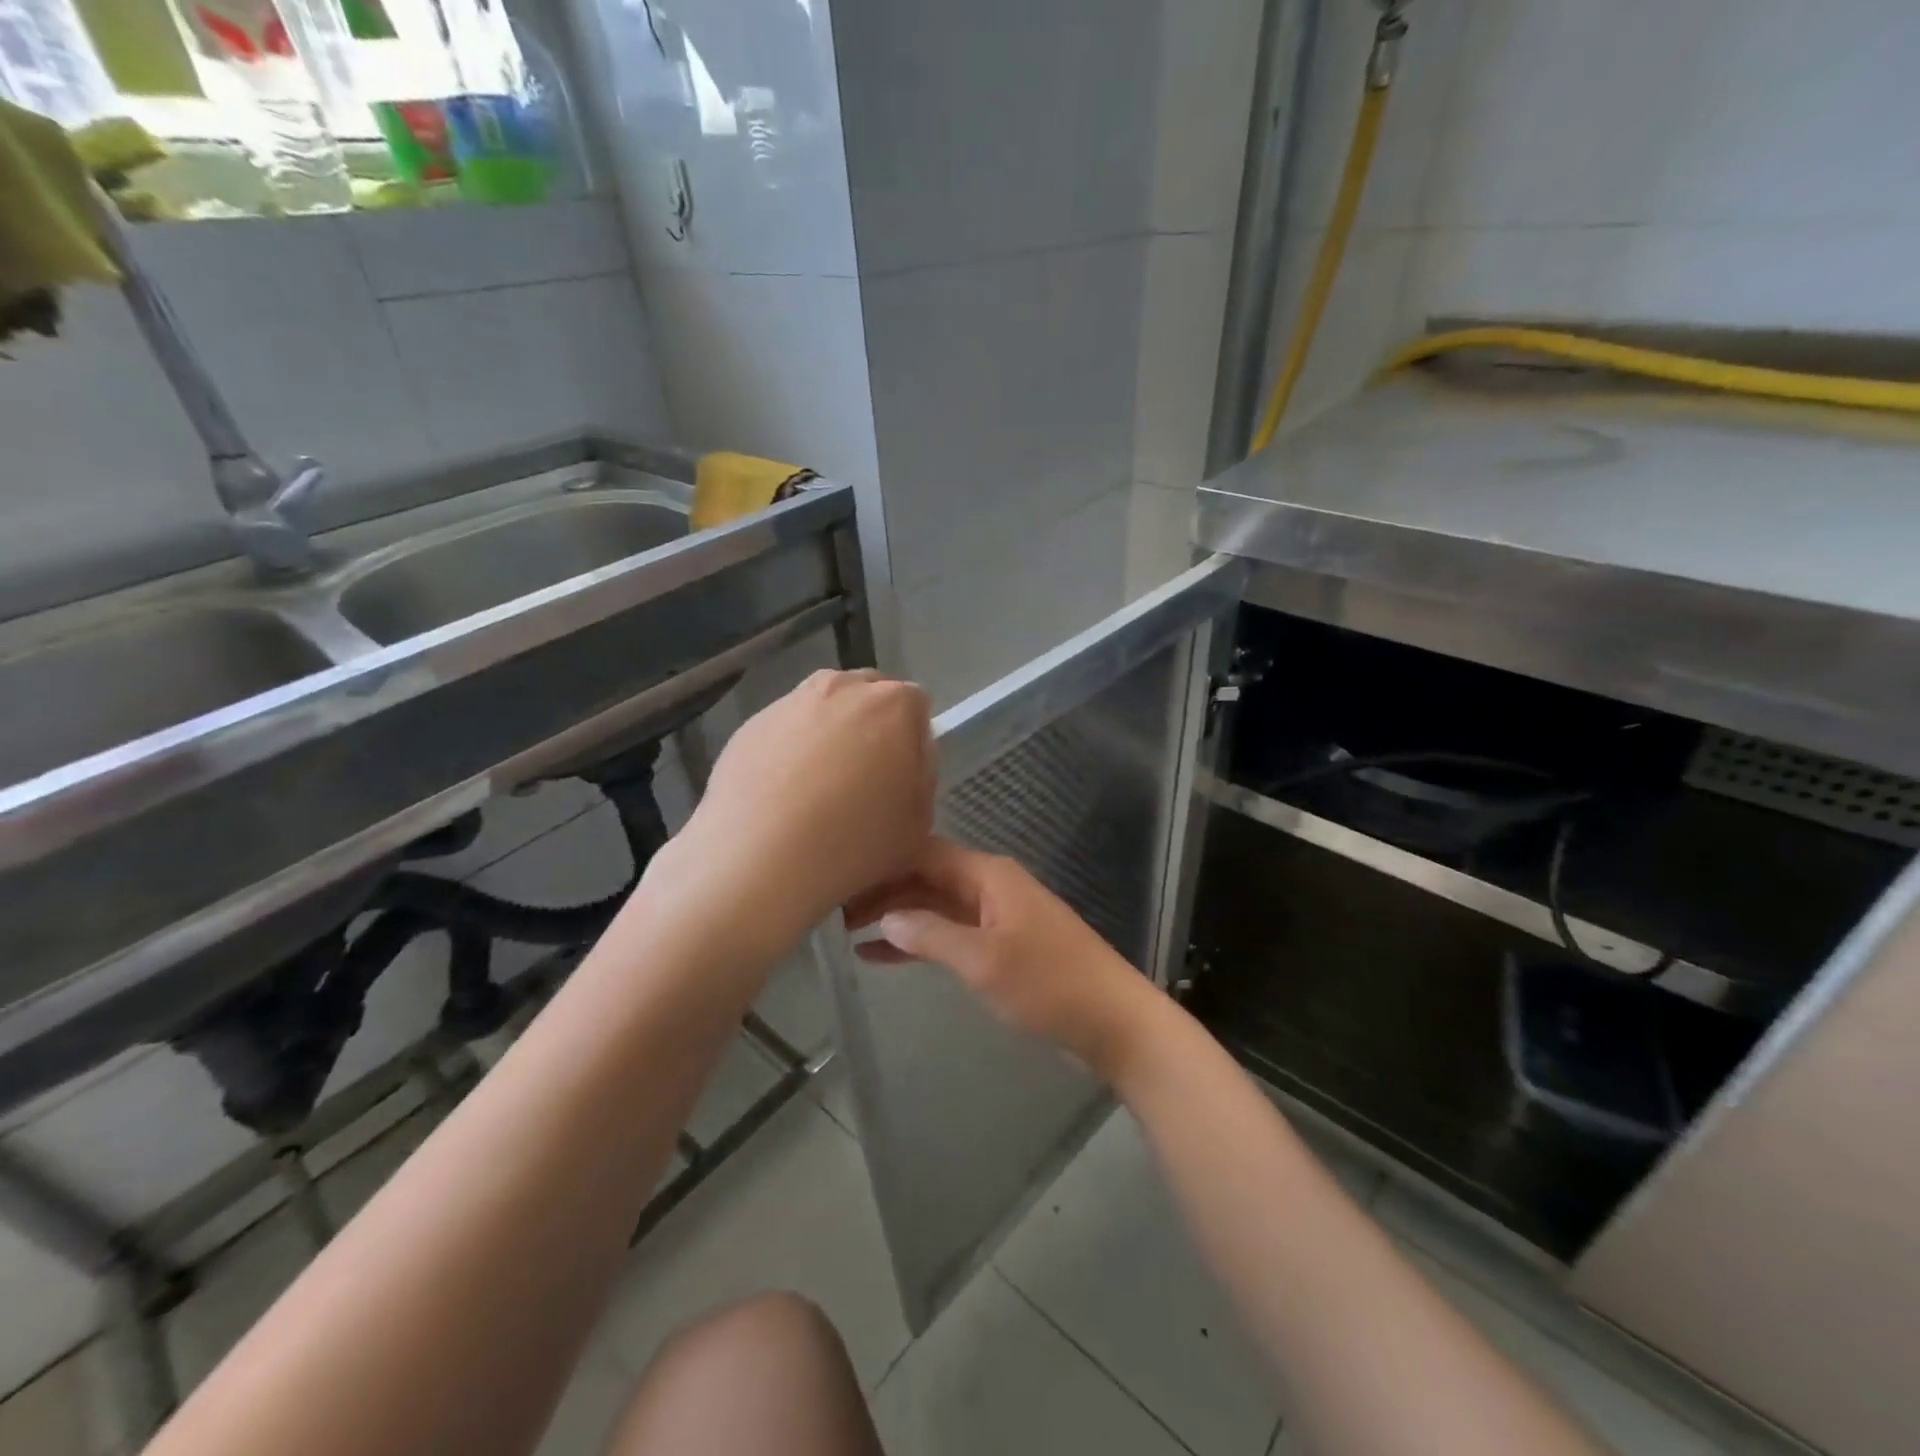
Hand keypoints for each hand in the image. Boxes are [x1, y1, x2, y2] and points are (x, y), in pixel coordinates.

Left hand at [661, 670, 934, 943]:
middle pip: (869, 696)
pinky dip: (790, 750)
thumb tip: (906, 757)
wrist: (758, 858)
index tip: (901, 779)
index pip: (918, 707)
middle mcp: (843, 688)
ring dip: (831, 735)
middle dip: (873, 727)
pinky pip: (786, 729)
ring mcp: (792, 702)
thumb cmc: (853, 843)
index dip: (913, 743)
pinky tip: (782, 794)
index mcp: (894, 704)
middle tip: (864, 780)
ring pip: (825, 709)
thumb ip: (922, 776)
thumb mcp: (919, 823)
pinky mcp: (751, 724)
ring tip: (818, 789)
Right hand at [847, 838, 1162, 1081]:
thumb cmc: (1050, 985)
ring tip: (848, 931)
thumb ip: (932, 934)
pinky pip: (951, 931)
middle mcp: (991, 884)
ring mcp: (997, 914)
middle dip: (884, 890)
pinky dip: (920, 940)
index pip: (924, 853)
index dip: (883, 864)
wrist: (1114, 1021)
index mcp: (989, 875)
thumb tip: (885, 915)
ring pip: (936, 905)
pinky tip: (883, 954)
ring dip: (898, 916)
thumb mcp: (984, 960)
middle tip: (835, 909)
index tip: (840, 876)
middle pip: (927, 877)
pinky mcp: (1002, 943)